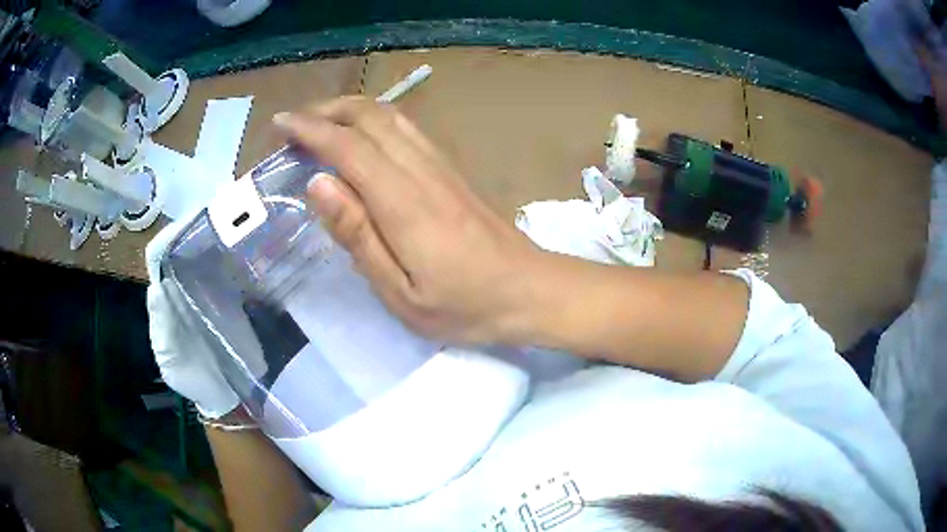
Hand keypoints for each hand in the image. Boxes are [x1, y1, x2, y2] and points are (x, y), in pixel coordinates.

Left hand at [145, 218, 238, 418]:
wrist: (224, 396)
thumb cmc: (192, 378)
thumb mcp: (169, 358)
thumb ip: (161, 324)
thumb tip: (157, 285)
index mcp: (166, 293)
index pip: (162, 252)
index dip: (174, 231)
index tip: (193, 216)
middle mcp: (186, 281)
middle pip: (189, 242)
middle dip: (204, 221)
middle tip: (226, 205)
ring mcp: (211, 286)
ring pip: (214, 249)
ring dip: (226, 231)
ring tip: (244, 215)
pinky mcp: (235, 295)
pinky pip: (237, 266)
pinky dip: (244, 252)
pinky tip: (257, 242)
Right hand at [273, 97, 542, 344]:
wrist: (531, 290)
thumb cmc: (465, 306)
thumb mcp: (401, 292)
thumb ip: (358, 236)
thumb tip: (318, 183)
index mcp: (403, 203)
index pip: (347, 147)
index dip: (309, 130)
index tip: (280, 124)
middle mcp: (422, 170)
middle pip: (370, 116)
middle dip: (326, 110)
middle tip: (294, 125)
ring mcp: (441, 166)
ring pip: (391, 116)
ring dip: (350, 110)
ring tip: (319, 124)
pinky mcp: (452, 171)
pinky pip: (407, 130)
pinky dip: (374, 122)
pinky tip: (361, 138)